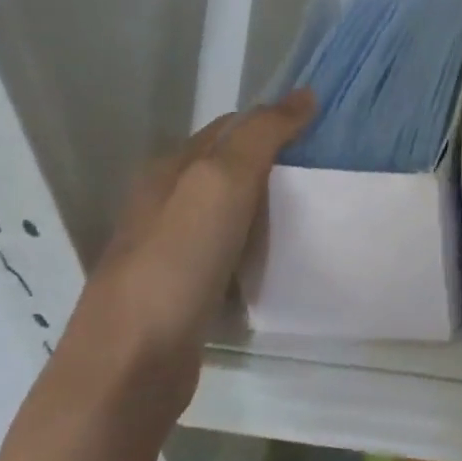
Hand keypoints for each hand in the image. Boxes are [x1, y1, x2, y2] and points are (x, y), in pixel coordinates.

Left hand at [65, 89, 314, 422]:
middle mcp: (165, 203)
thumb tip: (304, 95)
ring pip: (230, 212)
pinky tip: (282, 259)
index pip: (230, 127)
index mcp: (170, 170)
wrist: (131, 365)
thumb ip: (261, 135)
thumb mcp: (221, 183)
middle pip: (229, 168)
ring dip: (268, 206)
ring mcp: (171, 250)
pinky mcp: (183, 291)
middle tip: (330, 171)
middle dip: (276, 163)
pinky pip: (230, 253)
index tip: (324, 131)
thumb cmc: (177, 262)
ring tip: (317, 211)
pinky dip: (258, 247)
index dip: (274, 121)